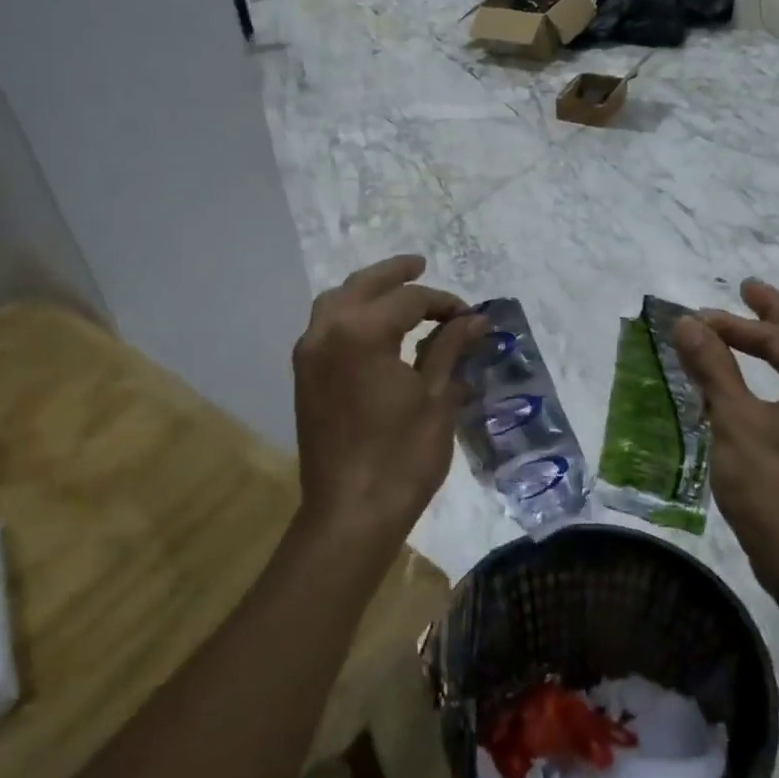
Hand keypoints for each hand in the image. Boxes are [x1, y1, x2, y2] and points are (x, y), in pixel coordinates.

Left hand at [292, 255, 485, 552]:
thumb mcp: (436, 397)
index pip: (408, 300)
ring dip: (366, 291)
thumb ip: (450, 349)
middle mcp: (326, 332)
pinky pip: (325, 327)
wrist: (351, 512)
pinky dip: (349, 315)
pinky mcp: (304, 377)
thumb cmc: (402, 456)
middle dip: (395, 274)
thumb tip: (474, 319)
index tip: (468, 316)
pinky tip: (373, 327)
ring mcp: (309, 355)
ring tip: (396, 290)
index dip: (443, 302)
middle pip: (362, 286)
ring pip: (335, 302)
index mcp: (361, 333)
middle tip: (421, 265)